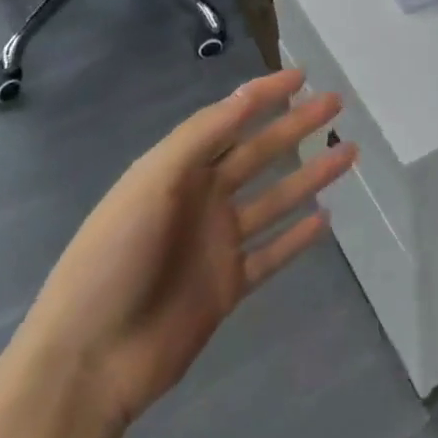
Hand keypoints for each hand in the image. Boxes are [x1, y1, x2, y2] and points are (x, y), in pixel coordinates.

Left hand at [0, 68, 355, 437]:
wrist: (88, 362)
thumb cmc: (115, 257)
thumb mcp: (153, 182)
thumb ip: (202, 136)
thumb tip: (248, 93)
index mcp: (178, 169)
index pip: (230, 119)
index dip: (264, 95)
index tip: (302, 75)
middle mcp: (201, 198)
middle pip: (259, 153)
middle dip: (297, 126)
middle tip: (336, 104)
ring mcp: (216, 243)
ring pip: (275, 199)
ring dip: (309, 175)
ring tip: (349, 152)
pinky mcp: (227, 286)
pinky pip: (271, 254)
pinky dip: (297, 238)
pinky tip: (326, 219)